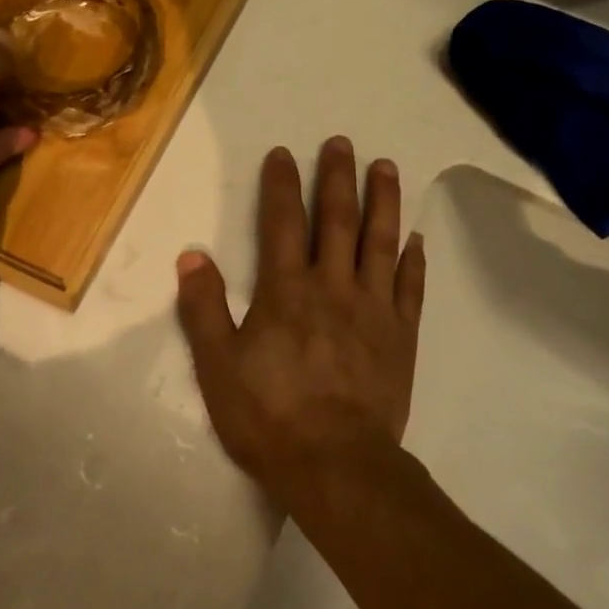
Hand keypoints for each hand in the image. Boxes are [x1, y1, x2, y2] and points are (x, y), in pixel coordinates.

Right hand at [175, 137, 426, 510]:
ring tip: (386, 167)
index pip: (283, 223)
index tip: (284, 153)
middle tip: (342, 142)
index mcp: (287, 290)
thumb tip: (192, 255)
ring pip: (381, 243)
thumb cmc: (269, 416)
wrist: (337, 465)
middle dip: (338, 177)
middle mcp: (334, 287)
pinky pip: (410, 288)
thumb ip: (204, 308)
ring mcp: (374, 310)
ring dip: (383, 202)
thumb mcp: (217, 366)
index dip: (282, 184)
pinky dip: (413, 261)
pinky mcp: (401, 336)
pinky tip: (416, 238)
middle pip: (338, 220)